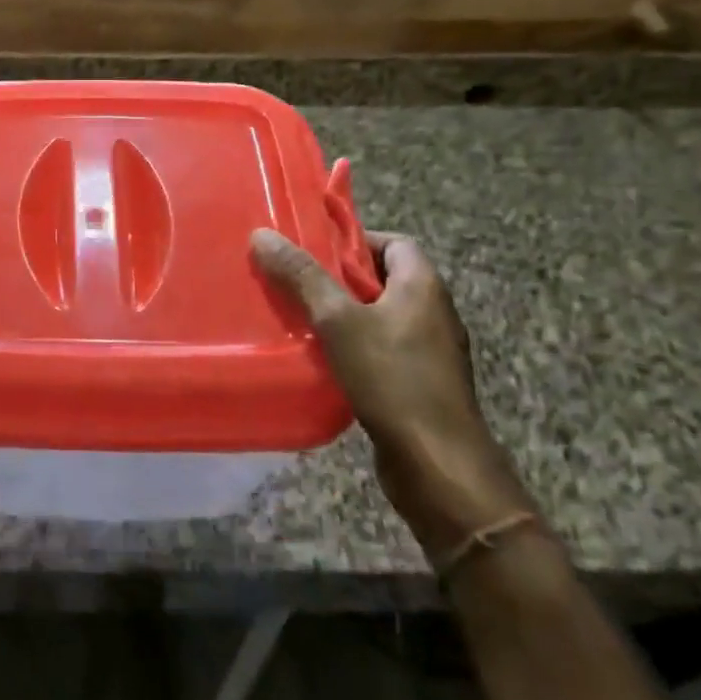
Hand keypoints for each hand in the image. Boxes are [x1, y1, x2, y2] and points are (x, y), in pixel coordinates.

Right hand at [251, 227, 533, 559]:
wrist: (438, 465)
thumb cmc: (392, 379)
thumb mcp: (338, 320)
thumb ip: (302, 277)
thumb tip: (262, 234)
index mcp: (423, 287)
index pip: (394, 242)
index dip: (355, 239)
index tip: (314, 249)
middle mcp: (433, 313)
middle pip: (383, 278)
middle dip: (339, 278)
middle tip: (296, 281)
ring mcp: (430, 352)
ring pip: (380, 316)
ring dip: (343, 314)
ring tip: (300, 318)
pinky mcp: (420, 383)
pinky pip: (382, 349)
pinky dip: (353, 346)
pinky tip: (321, 359)